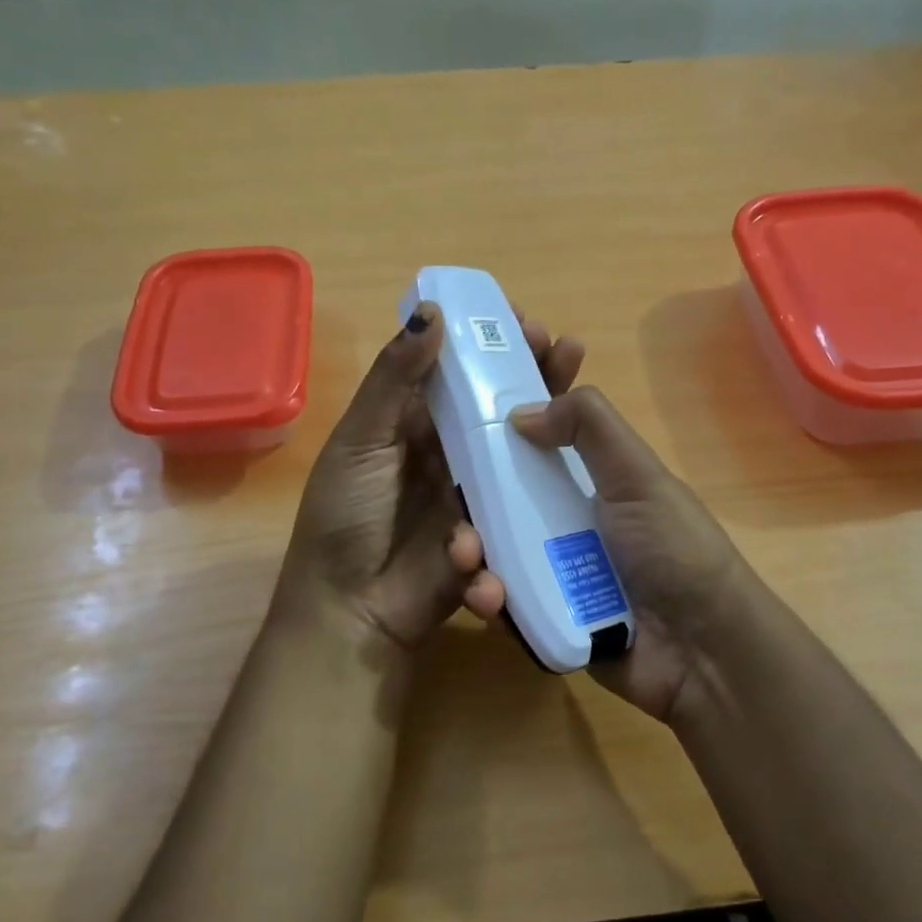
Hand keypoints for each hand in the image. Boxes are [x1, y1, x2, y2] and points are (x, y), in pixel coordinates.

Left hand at [277, 302, 585, 655]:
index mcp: (411, 425)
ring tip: (574, 376)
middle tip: (559, 344)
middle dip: (527, 370)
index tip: (518, 317)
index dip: (485, 343)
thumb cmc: (346, 517)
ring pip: (518, 443)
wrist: (354, 609)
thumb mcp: (361, 441)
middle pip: (495, 403)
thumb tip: (431, 312)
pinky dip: (549, 471)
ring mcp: (476, 490)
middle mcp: (448, 452)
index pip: (455, 372)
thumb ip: (394, 380)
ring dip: (548, 410)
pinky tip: (575, 444)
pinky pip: (526, 497)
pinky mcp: (497, 527)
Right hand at [458, 386, 752, 724]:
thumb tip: (520, 411)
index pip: (528, 453)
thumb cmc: (674, 551)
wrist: (703, 652)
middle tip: (457, 520)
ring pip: (492, 556)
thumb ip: (589, 425)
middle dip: (467, 510)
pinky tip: (490, 601)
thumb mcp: (639, 475)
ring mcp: (553, 575)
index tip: (456, 437)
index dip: (492, 443)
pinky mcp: (544, 622)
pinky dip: (490, 601)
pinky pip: (504, 606)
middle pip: (497, 507)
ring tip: (468, 563)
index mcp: (587, 485)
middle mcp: (564, 525)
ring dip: (470, 557)